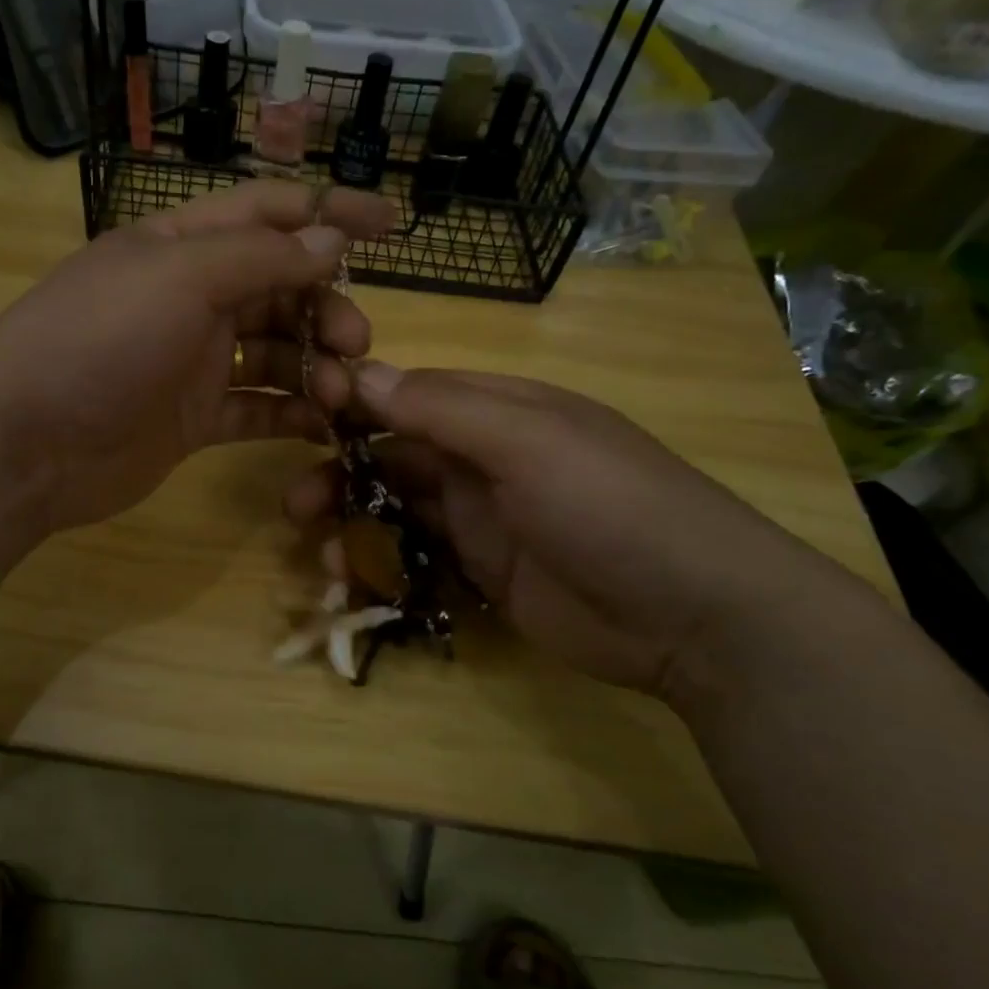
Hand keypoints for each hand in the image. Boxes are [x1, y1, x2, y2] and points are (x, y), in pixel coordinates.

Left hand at [0, 181, 395, 533]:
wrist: (24, 444)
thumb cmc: (98, 341)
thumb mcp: (180, 278)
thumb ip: (261, 258)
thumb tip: (331, 238)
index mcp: (182, 247)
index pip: (268, 213)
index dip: (328, 211)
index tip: (392, 223)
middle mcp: (191, 299)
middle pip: (281, 289)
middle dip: (327, 309)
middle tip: (356, 343)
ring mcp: (193, 362)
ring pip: (275, 352)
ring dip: (316, 366)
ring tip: (344, 394)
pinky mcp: (194, 419)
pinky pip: (256, 408)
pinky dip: (292, 413)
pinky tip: (326, 424)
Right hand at [285, 365, 856, 708]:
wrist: (693, 616)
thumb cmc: (611, 506)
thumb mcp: (529, 442)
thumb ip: (443, 408)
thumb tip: (362, 372)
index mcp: (499, 410)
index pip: (410, 394)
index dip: (355, 402)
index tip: (302, 417)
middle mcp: (485, 458)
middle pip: (394, 455)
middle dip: (341, 472)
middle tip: (295, 503)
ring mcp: (484, 517)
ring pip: (399, 507)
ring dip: (353, 521)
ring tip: (317, 549)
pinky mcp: (483, 571)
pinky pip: (418, 556)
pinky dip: (381, 563)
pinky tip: (352, 579)